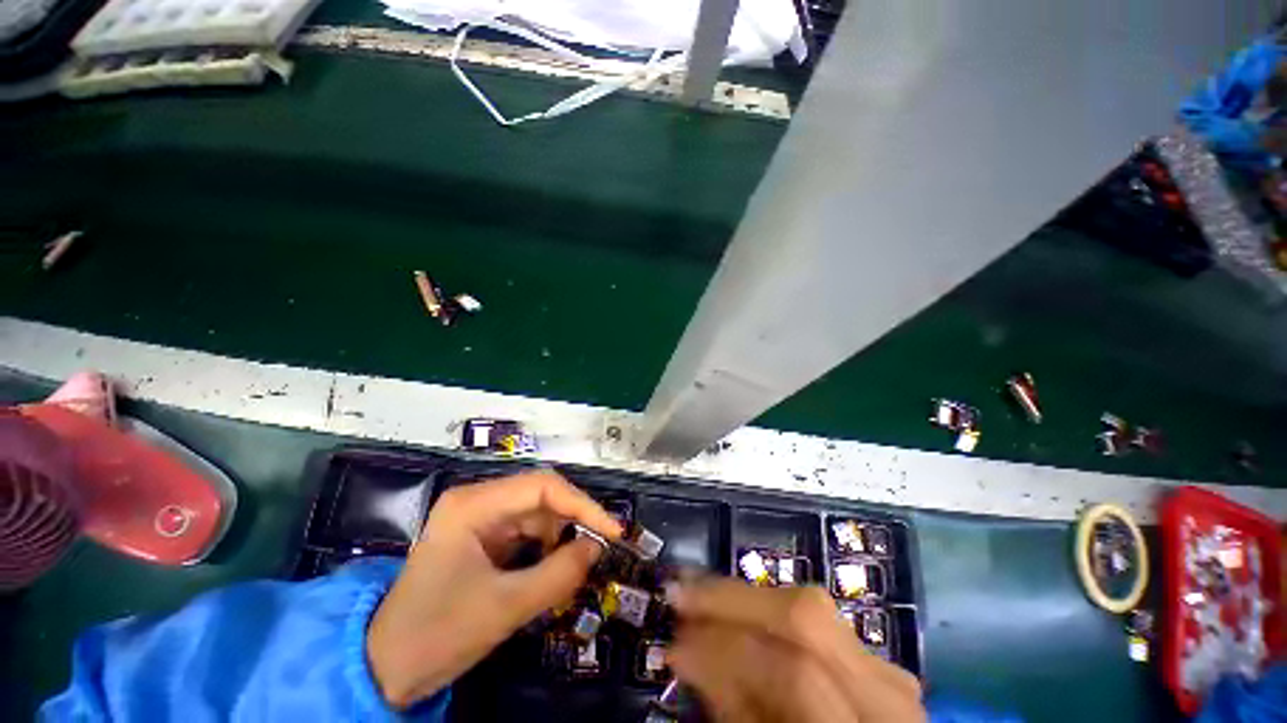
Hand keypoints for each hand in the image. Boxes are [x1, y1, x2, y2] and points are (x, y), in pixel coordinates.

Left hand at [366, 470, 621, 707]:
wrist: (385, 669)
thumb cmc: (437, 635)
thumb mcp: (504, 608)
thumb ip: (559, 575)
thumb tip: (598, 548)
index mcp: (474, 505)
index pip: (542, 487)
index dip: (583, 505)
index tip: (612, 531)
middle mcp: (478, 501)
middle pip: (541, 496)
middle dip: (574, 521)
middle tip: (601, 547)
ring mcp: (480, 518)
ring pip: (538, 514)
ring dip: (561, 536)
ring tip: (577, 565)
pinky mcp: (483, 537)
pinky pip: (527, 532)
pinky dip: (547, 547)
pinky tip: (555, 568)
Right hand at [670, 580, 924, 722]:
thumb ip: (737, 712)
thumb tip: (688, 649)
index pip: (793, 674)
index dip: (727, 649)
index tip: (675, 640)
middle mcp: (886, 695)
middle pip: (807, 617)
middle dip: (734, 598)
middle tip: (682, 593)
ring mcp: (887, 671)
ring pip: (813, 607)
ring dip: (746, 596)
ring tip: (700, 594)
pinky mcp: (877, 659)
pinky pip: (816, 618)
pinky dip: (768, 610)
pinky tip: (737, 610)